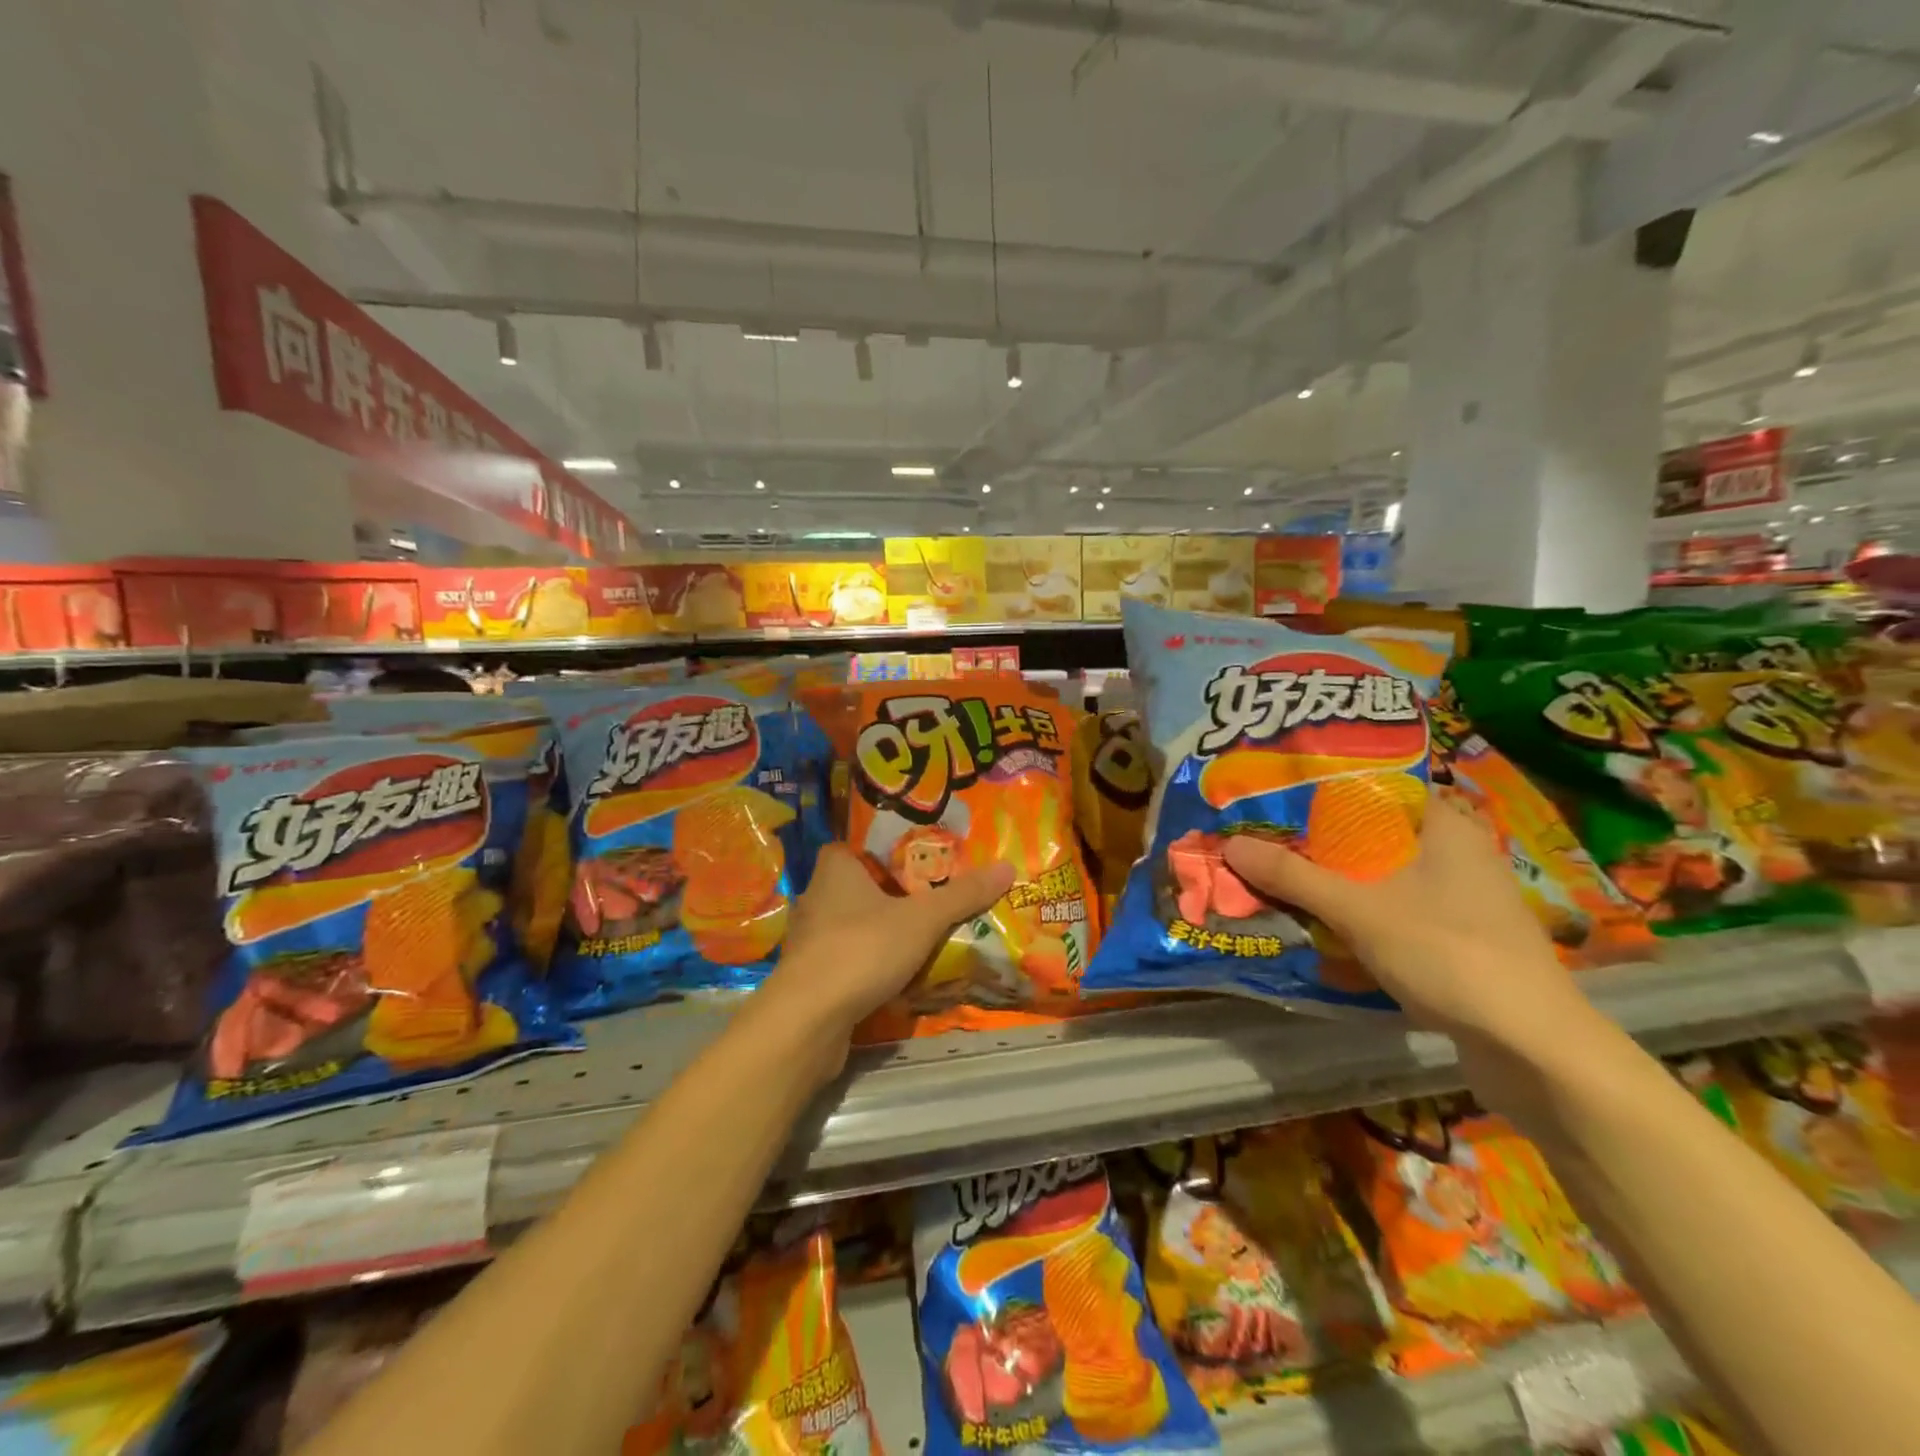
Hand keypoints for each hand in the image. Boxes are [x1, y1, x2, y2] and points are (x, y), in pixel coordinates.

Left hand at [758, 844, 1014, 1057]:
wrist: (808, 1020)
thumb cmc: (862, 949)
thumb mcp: (922, 919)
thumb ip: (962, 895)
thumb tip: (1007, 867)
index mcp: (834, 871)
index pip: (848, 848)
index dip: (875, 853)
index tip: (909, 864)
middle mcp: (814, 899)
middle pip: (853, 889)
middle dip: (885, 897)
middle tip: (925, 903)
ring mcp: (807, 942)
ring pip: (847, 928)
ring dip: (875, 935)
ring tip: (915, 942)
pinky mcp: (806, 979)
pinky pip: (843, 963)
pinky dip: (864, 968)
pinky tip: (892, 980)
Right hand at [1221, 794, 1591, 1046]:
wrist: (1533, 1050)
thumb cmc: (1447, 953)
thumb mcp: (1358, 909)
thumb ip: (1293, 876)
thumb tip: (1231, 844)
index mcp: (1446, 826)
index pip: (1378, 787)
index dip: (1325, 789)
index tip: (1277, 796)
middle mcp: (1458, 855)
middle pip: (1374, 835)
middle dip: (1320, 842)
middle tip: (1265, 839)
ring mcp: (1462, 901)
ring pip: (1383, 877)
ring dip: (1336, 882)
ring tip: (1280, 879)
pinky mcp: (1460, 941)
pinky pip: (1396, 912)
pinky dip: (1360, 915)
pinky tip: (1321, 925)